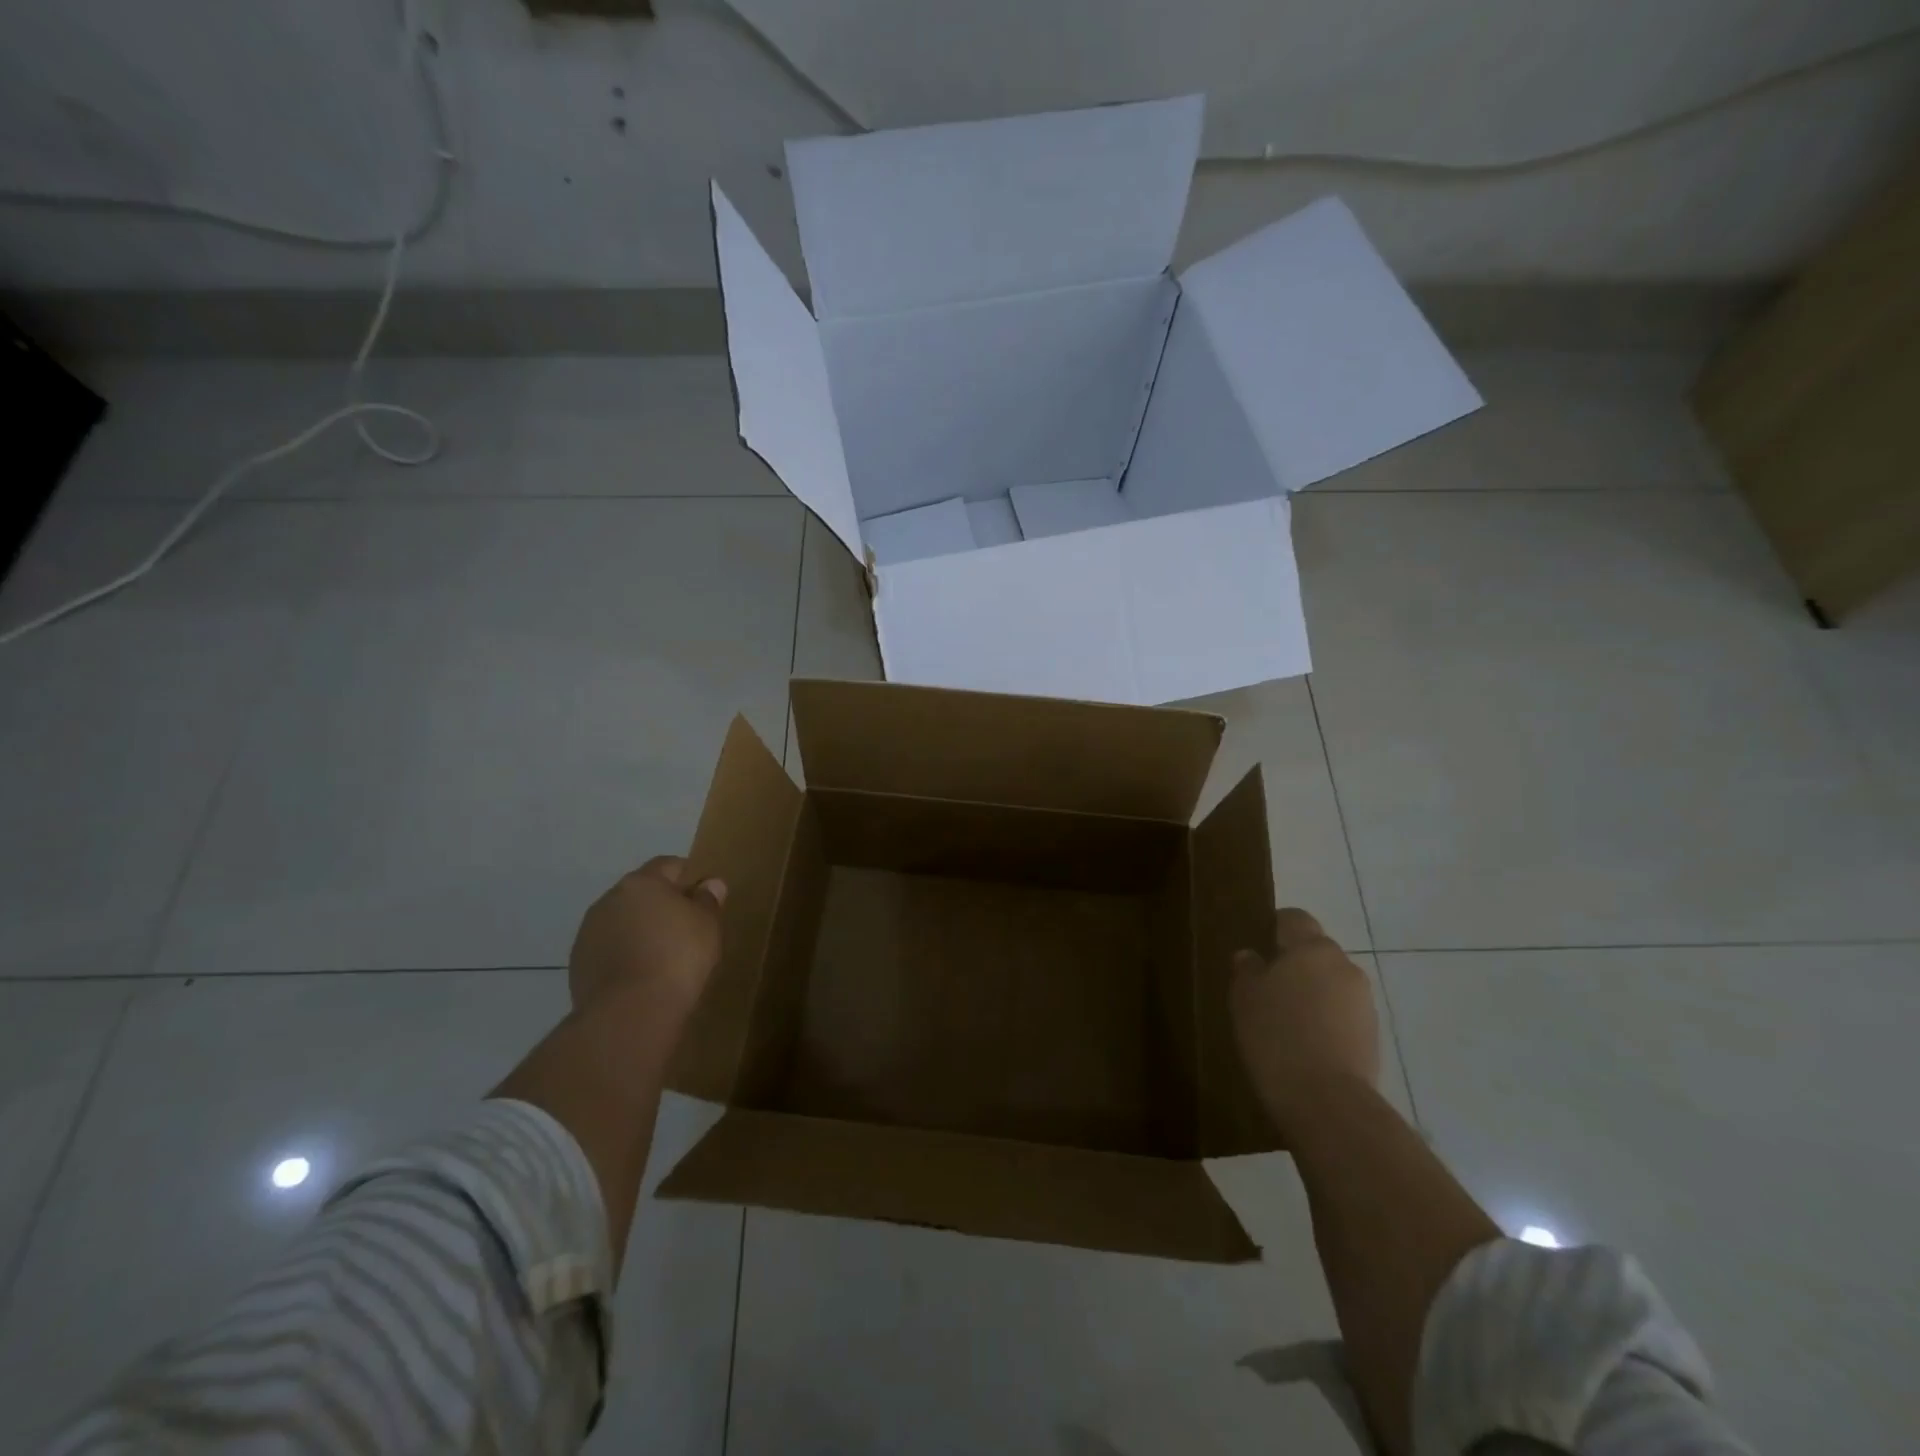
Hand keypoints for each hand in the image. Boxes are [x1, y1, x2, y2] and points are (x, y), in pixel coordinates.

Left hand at [569, 856, 726, 1021]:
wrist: (630, 1012)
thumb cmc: (678, 957)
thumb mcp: (707, 925)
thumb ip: (708, 900)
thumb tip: (709, 884)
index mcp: (641, 883)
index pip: (668, 865)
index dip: (688, 876)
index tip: (703, 896)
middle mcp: (609, 900)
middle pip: (641, 893)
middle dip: (661, 905)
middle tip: (685, 927)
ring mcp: (589, 932)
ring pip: (621, 922)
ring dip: (639, 930)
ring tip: (662, 956)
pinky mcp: (578, 964)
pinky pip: (608, 950)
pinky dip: (623, 955)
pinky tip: (641, 976)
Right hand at [1231, 908, 1380, 1137]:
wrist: (1326, 1101)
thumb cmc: (1276, 1035)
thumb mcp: (1244, 997)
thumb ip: (1248, 970)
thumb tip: (1251, 956)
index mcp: (1311, 948)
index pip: (1295, 918)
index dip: (1276, 926)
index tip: (1258, 944)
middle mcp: (1344, 965)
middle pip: (1316, 952)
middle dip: (1296, 964)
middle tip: (1267, 988)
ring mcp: (1364, 1002)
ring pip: (1332, 984)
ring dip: (1313, 994)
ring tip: (1287, 1021)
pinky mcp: (1374, 1035)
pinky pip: (1343, 1014)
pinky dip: (1327, 1021)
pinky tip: (1306, 1044)